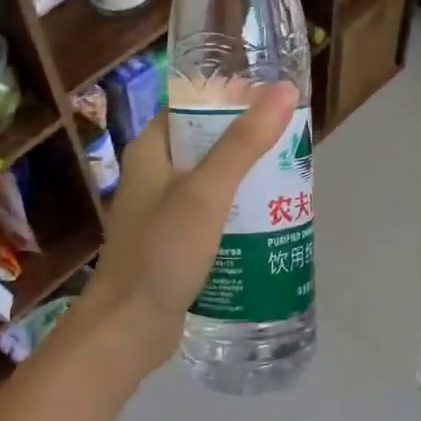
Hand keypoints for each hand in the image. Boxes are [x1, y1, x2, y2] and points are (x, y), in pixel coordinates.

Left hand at [76, 83, 298, 373]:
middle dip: (247, 143)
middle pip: (206, 143)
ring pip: (211, 182)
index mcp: (150, 150)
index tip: (273, 102)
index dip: (230, 98)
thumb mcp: (207, 192)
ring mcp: (162, 211)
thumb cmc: (162, 252)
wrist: (128, 329)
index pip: (192, 105)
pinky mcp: (173, 242)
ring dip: (245, 180)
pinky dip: (236, 213)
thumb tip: (283, 90)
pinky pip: (210, 215)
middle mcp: (153, 175)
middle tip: (291, 146)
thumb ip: (244, 143)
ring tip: (289, 181)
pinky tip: (268, 222)